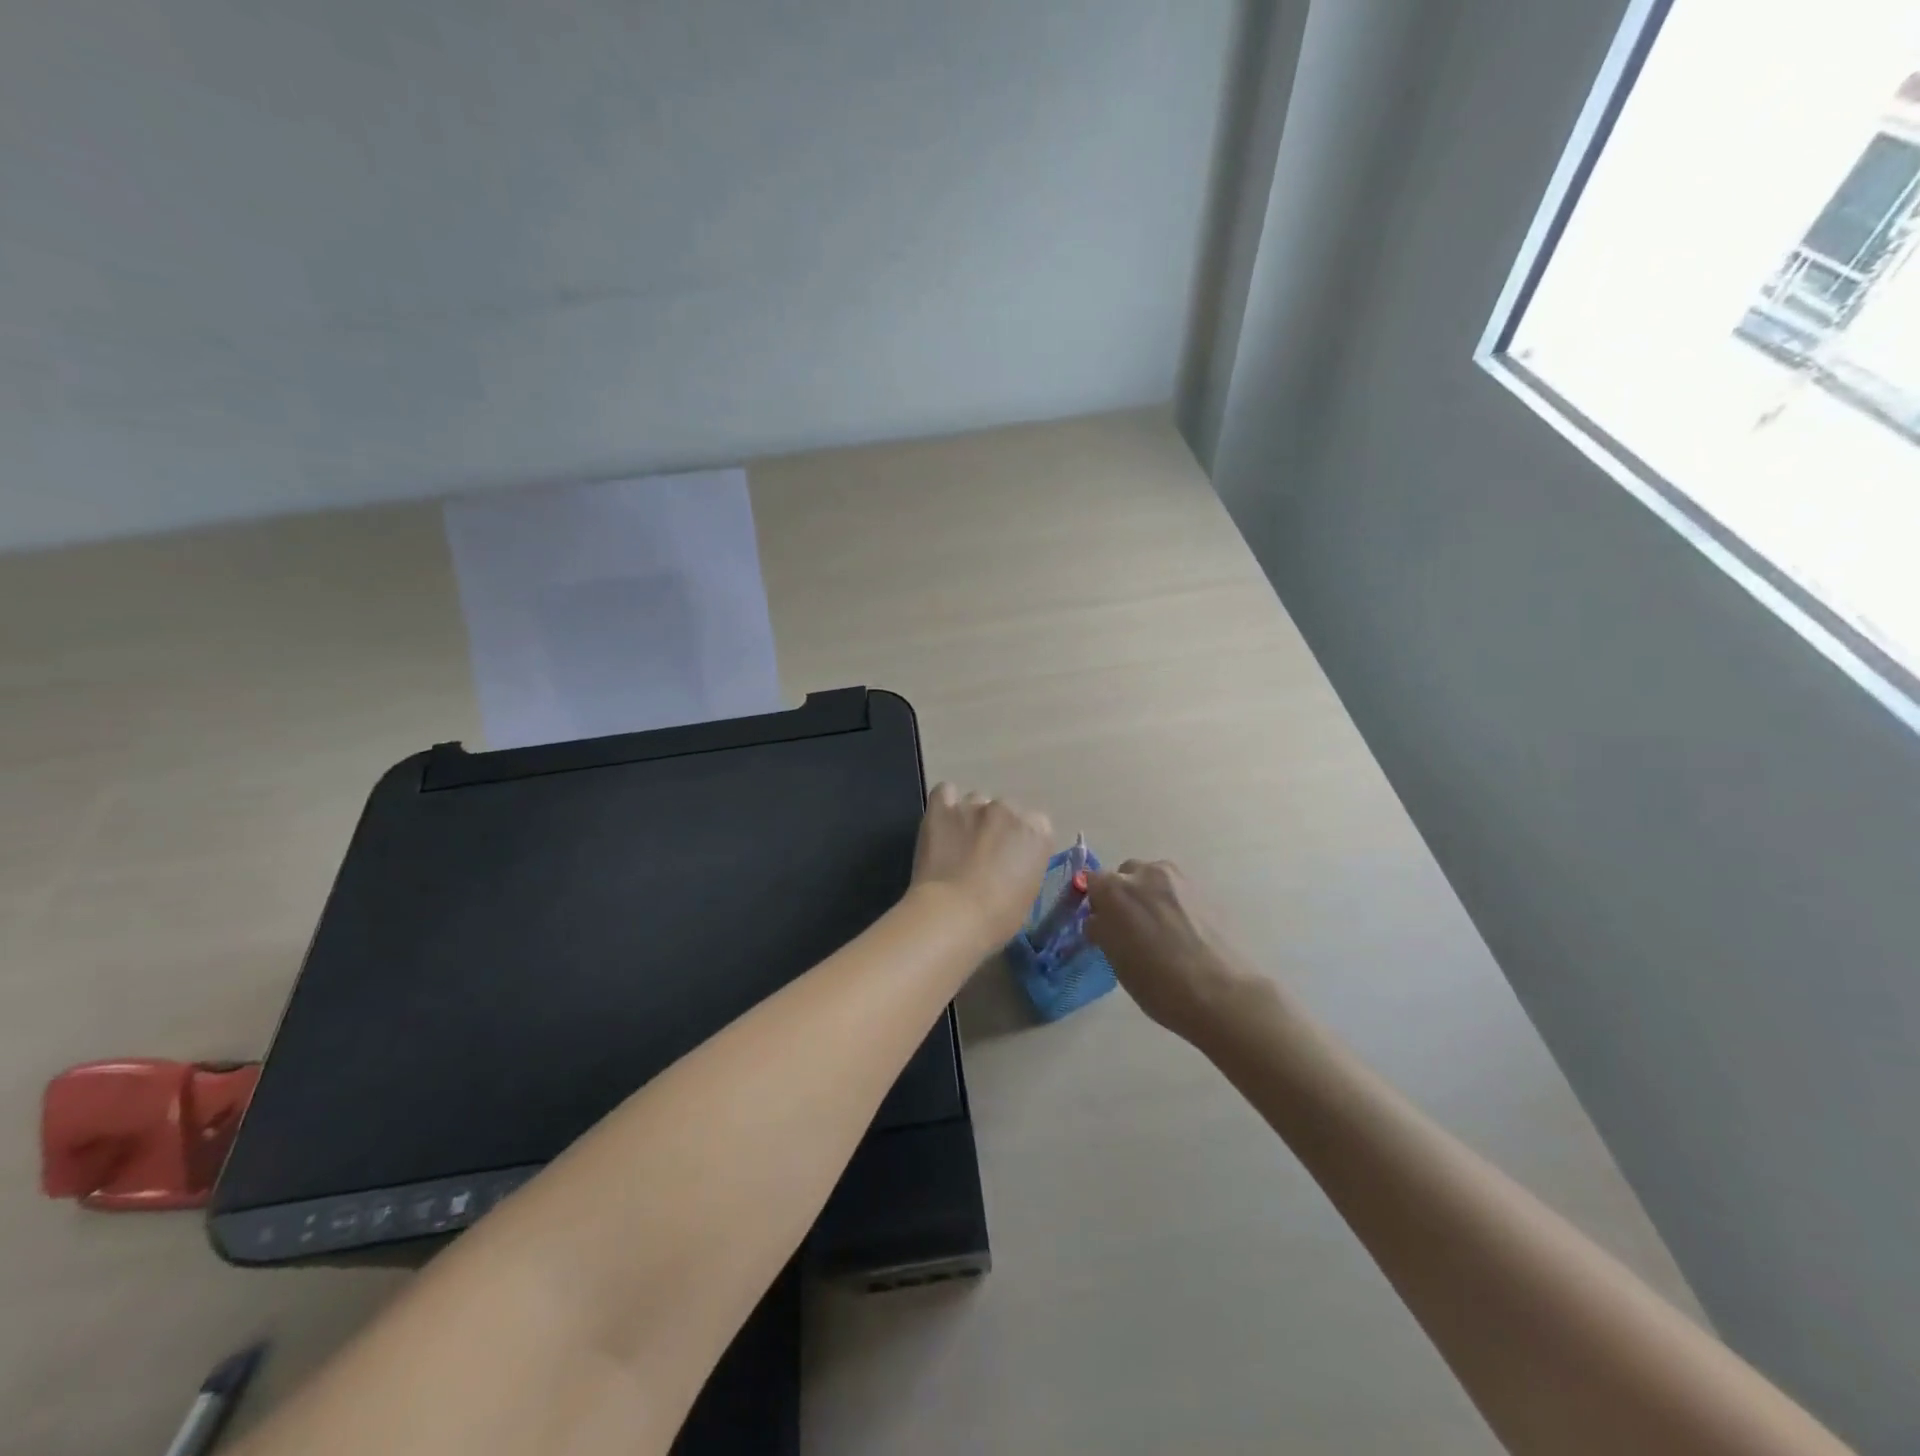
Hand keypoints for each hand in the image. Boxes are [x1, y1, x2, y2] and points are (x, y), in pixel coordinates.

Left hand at [912, 784, 1052, 944]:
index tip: (1012, 861)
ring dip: (970, 817)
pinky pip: (944, 792)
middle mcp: (1008, 809)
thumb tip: (1010, 865)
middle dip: (997, 828)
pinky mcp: (941, 808)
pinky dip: (944, 805)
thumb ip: (1024, 866)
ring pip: (975, 801)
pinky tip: (941, 824)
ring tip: (958, 844)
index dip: (1021, 842)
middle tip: (984, 854)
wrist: (953, 915)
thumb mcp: (1027, 893)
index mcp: (1036, 832)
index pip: (1036, 825)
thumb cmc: (998, 917)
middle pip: (1005, 809)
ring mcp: (973, 805)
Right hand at [1085, 860, 1267, 1043]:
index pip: (1093, 882)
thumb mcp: (1116, 961)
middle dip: (1123, 894)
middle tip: (1130, 926)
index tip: (1102, 924)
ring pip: (1153, 878)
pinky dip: (1173, 902)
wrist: (1220, 993)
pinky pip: (1177, 889)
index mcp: (1114, 889)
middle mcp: (1144, 874)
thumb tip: (1100, 920)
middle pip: (1124, 874)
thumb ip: (1103, 930)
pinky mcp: (1204, 889)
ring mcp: (1177, 879)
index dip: (1096, 903)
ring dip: (1149, 894)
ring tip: (1159, 927)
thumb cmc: (1158, 982)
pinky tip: (1182, 930)